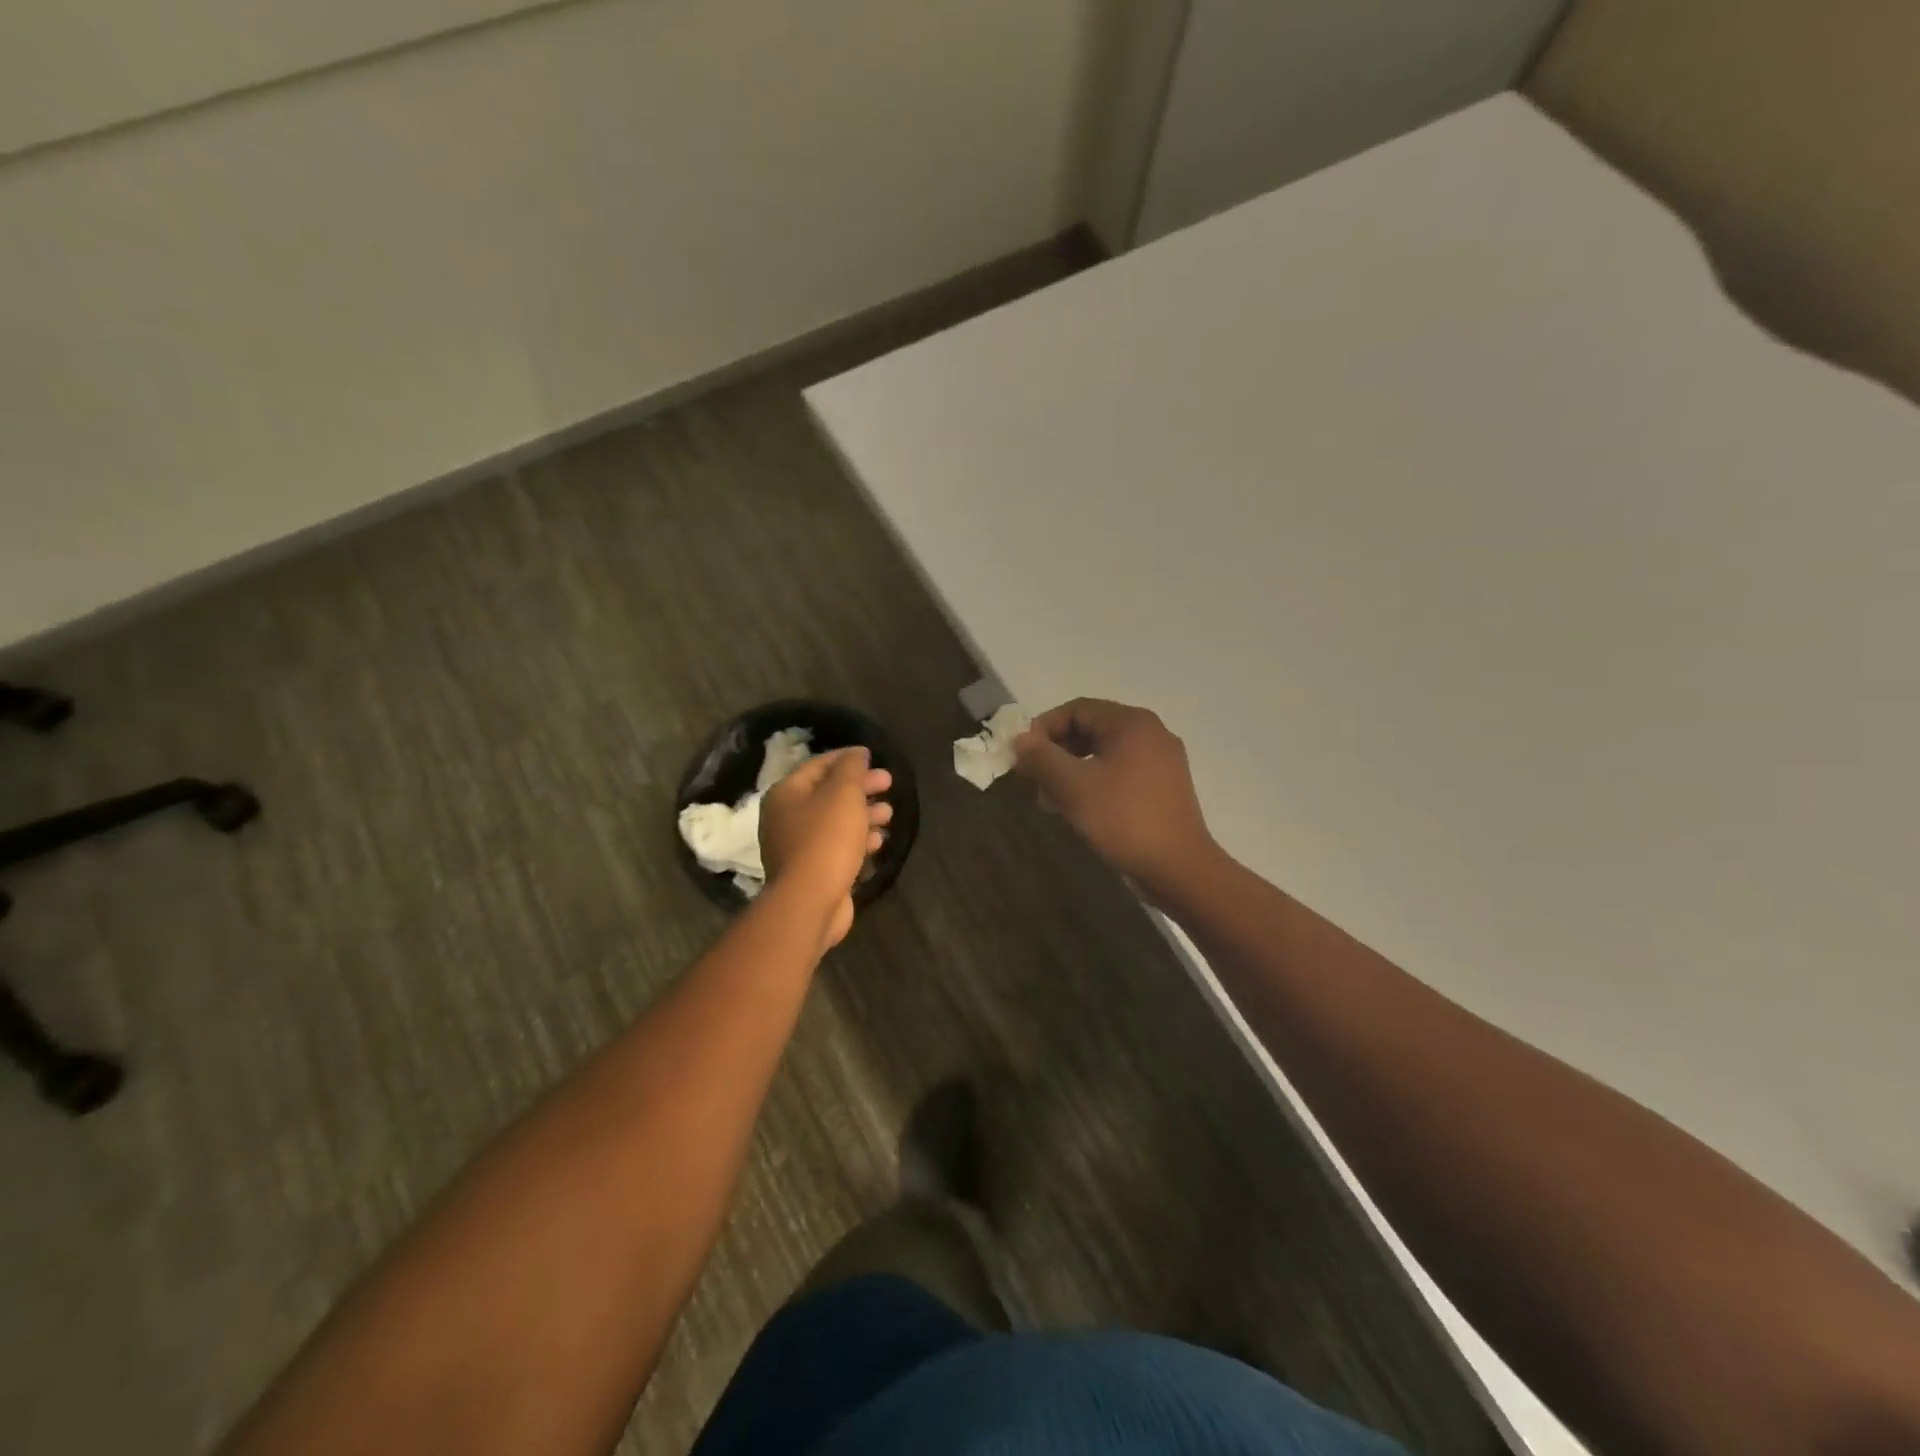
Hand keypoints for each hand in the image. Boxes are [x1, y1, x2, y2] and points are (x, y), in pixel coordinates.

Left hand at [759, 747, 892, 949]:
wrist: (810, 901)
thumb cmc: (826, 839)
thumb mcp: (843, 794)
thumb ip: (851, 768)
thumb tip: (857, 753)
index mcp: (786, 793)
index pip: (818, 765)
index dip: (847, 758)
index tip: (874, 757)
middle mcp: (785, 817)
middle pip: (828, 793)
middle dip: (860, 787)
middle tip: (889, 783)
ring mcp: (797, 846)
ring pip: (835, 821)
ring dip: (863, 813)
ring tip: (889, 813)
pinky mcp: (811, 870)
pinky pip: (837, 846)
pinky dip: (857, 839)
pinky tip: (878, 841)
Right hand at [1014, 699, 1220, 904]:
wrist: (1178, 868)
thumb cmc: (1123, 818)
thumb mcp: (1072, 786)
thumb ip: (1041, 757)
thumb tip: (1020, 739)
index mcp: (1131, 722)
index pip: (1076, 709)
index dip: (1043, 729)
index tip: (1021, 758)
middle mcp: (1151, 733)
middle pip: (1091, 729)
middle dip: (1056, 753)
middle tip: (1033, 781)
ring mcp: (1162, 761)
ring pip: (1104, 753)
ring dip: (1072, 771)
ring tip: (1052, 800)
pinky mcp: (1165, 787)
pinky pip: (1121, 772)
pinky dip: (1095, 783)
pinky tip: (1080, 810)